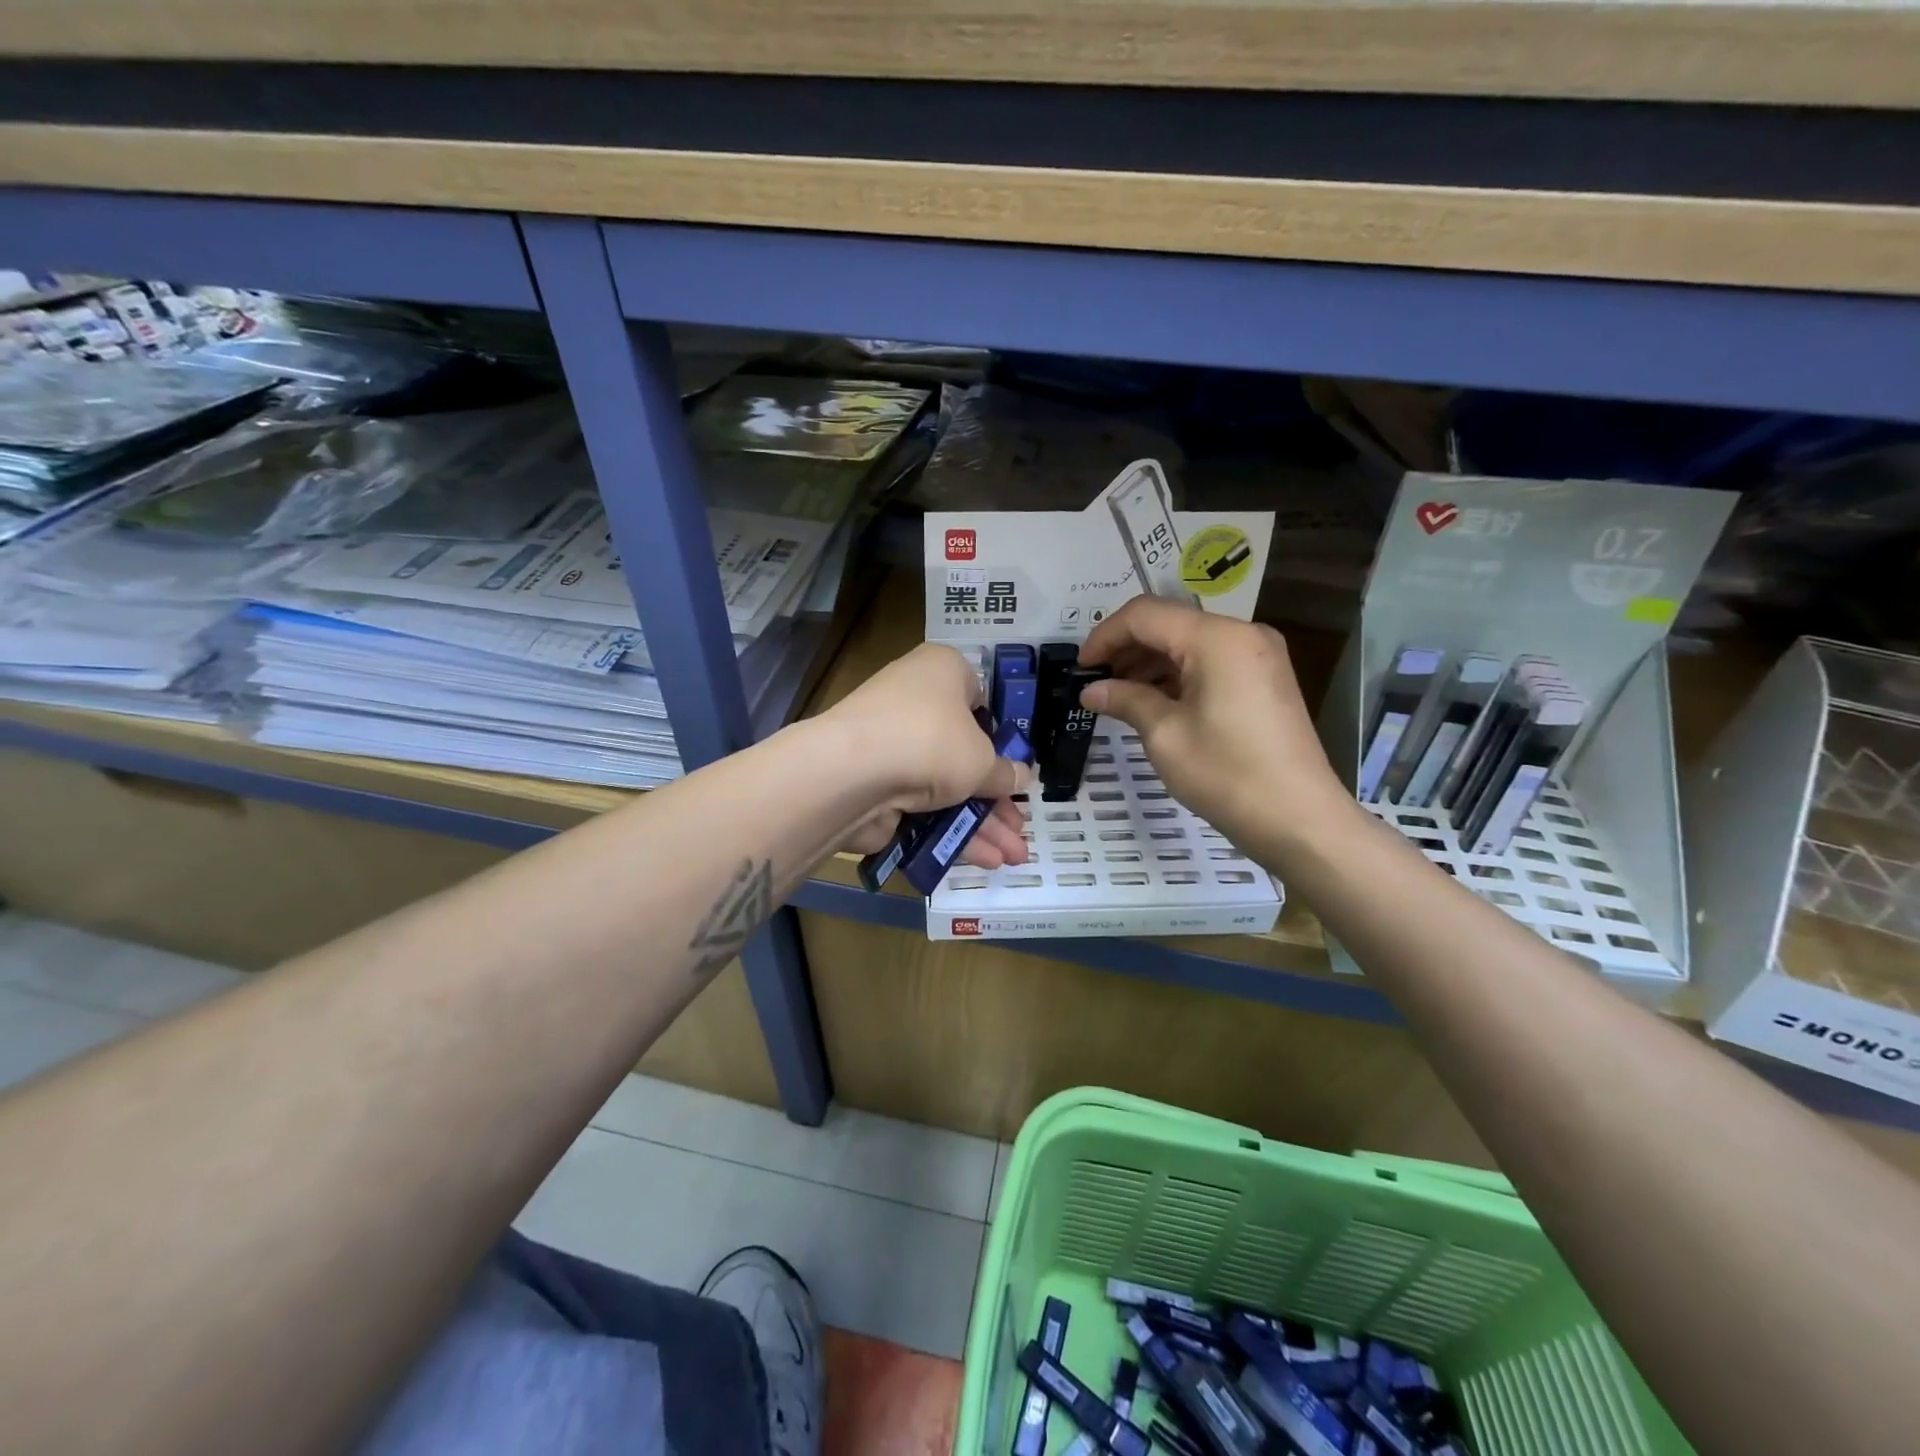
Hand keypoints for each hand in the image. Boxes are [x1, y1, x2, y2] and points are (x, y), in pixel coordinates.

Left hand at [825, 643, 1030, 869]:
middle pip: (965, 753)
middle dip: (996, 798)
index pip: (979, 699)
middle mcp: (915, 701)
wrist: (851, 772)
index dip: (1001, 737)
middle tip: (1019, 828)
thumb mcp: (983, 759)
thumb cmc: (931, 741)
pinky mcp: (876, 783)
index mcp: (943, 672)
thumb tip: (1021, 776)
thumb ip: (1004, 773)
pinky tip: (983, 860)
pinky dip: (951, 831)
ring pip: (946, 787)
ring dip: (981, 823)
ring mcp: (892, 745)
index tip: (1017, 768)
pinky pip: (923, 807)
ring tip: (1013, 857)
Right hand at [1078, 598, 1348, 847]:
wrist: (1299, 819)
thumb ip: (1125, 700)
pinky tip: (1152, 702)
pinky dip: (1177, 675)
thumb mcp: (1165, 735)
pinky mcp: (1264, 679)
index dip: (1105, 635)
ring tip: (1118, 696)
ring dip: (1150, 663)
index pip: (1145, 614)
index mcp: (1217, 638)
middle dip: (1126, 648)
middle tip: (1095, 683)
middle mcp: (1242, 634)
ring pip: (1189, 642)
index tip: (1080, 668)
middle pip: (1169, 624)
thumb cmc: (1226, 774)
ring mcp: (1258, 655)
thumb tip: (1091, 690)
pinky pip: (1210, 662)